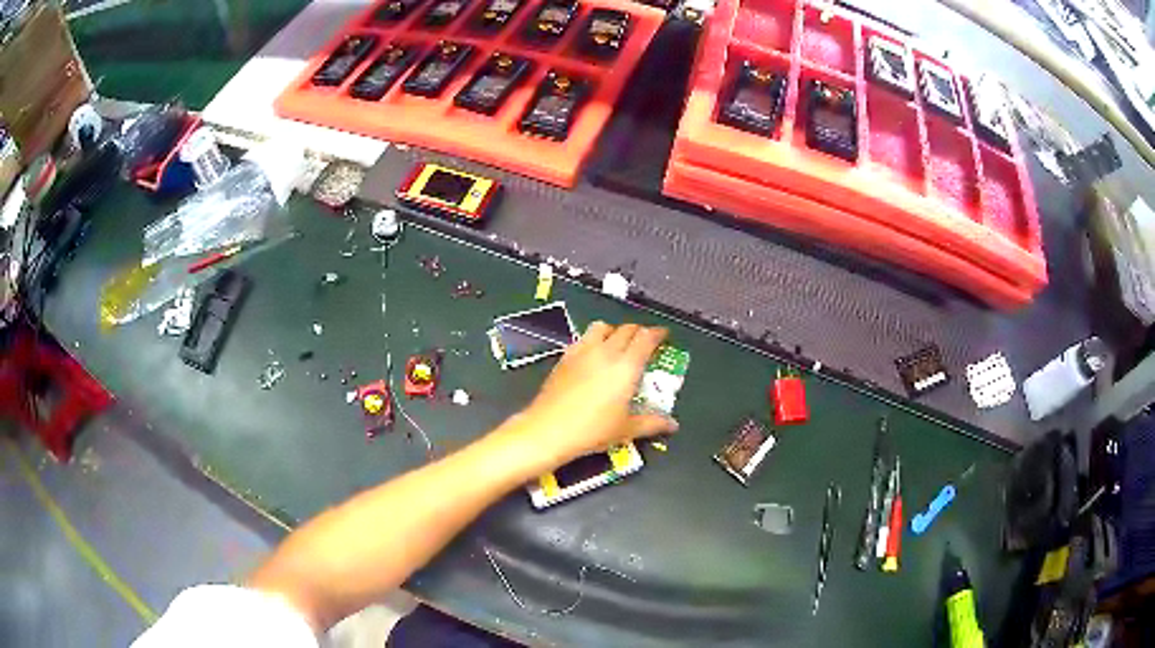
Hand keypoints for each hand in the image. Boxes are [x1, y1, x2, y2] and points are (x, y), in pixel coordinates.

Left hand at [517, 322, 678, 465]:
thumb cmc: (592, 430)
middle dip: (639, 331)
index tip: (664, 335)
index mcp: (626, 366)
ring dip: (614, 330)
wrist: (549, 429)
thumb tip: (672, 425)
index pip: (646, 337)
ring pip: (602, 327)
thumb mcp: (626, 429)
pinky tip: (593, 355)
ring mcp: (582, 351)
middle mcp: (606, 352)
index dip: (658, 333)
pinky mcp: (565, 357)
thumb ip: (652, 423)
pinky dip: (594, 339)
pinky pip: (583, 338)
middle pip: (626, 329)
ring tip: (618, 343)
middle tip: (645, 342)